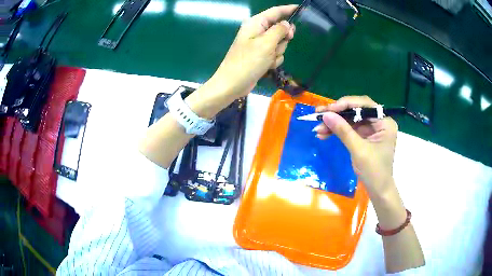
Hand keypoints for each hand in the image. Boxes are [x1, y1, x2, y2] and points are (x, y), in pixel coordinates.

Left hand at [211, 5, 296, 99]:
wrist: (233, 84)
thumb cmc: (248, 62)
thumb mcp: (266, 43)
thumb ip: (279, 30)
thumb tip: (287, 24)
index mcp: (256, 23)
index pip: (275, 12)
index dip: (288, 9)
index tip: (300, 8)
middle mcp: (258, 31)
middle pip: (280, 29)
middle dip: (282, 39)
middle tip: (277, 46)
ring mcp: (259, 44)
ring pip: (280, 43)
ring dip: (277, 53)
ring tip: (267, 60)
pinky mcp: (261, 55)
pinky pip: (275, 54)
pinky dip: (273, 60)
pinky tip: (266, 66)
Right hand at [313, 96, 397, 197]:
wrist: (378, 190)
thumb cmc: (374, 171)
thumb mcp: (359, 150)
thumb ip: (343, 131)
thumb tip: (326, 115)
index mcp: (384, 121)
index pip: (364, 104)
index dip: (345, 104)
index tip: (328, 110)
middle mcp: (379, 121)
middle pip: (355, 110)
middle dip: (337, 114)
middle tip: (318, 116)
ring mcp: (371, 129)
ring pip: (350, 120)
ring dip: (334, 124)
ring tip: (317, 129)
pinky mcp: (364, 136)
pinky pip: (349, 129)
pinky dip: (337, 131)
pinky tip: (324, 134)